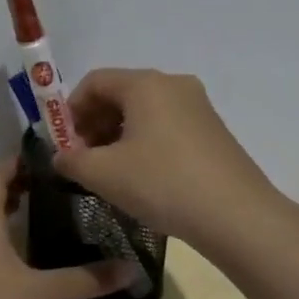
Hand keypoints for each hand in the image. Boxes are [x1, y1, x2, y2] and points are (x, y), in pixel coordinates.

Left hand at [0, 160, 139, 298]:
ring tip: (46, 208)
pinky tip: (21, 248)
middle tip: (61, 182)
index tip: (58, 157)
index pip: (0, 170)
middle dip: (21, 182)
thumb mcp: (41, 294)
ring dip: (7, 206)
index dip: (25, 160)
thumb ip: (87, 279)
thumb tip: (133, 269)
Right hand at [53, 69, 285, 253]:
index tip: (64, 144)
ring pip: (144, 111)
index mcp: (145, 84)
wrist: (236, 216)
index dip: (70, 110)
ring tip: (110, 171)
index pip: (94, 82)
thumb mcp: (103, 174)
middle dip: (94, 123)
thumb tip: (61, 157)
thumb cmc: (162, 184)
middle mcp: (173, 84)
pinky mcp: (213, 130)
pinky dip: (144, 142)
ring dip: (118, 135)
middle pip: (120, 93)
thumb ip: (71, 160)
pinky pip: (166, 125)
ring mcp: (198, 106)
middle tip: (83, 159)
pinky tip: (142, 176)